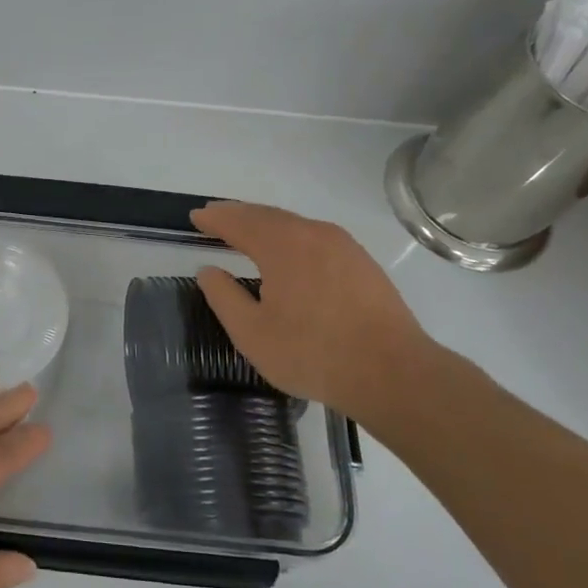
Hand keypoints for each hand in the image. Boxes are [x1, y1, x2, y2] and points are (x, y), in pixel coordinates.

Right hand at [190, 202, 440, 424]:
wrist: (392, 373)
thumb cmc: (312, 353)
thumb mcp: (252, 333)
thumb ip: (224, 297)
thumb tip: (209, 271)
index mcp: (282, 245)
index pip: (239, 222)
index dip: (215, 219)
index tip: (195, 216)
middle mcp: (313, 234)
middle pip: (267, 215)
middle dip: (238, 214)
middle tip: (215, 215)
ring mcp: (343, 246)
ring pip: (294, 224)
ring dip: (265, 223)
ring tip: (246, 228)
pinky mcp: (362, 264)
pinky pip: (315, 237)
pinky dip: (291, 235)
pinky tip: (288, 250)